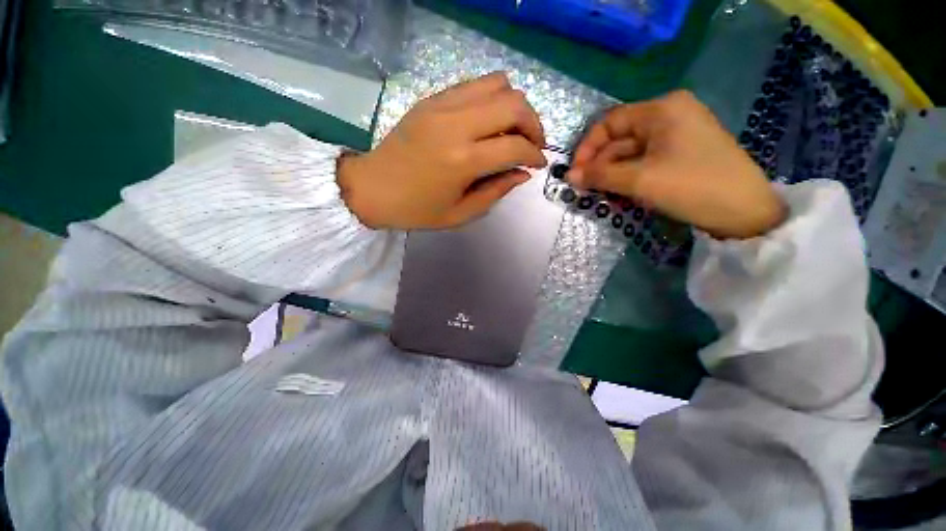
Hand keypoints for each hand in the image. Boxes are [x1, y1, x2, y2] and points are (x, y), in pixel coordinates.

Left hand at [338, 72, 546, 229]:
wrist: (372, 188)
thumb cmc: (417, 210)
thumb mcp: (461, 213)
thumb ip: (496, 191)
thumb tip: (523, 173)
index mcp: (463, 160)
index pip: (515, 145)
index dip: (535, 154)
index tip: (538, 163)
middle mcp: (456, 125)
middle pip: (513, 103)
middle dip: (533, 124)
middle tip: (531, 144)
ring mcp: (442, 105)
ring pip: (497, 84)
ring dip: (514, 106)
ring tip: (512, 129)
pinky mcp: (432, 99)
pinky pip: (474, 85)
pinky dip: (492, 99)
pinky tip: (488, 121)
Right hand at [569, 91, 786, 238]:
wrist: (744, 212)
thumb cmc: (691, 186)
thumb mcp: (639, 181)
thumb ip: (600, 176)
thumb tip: (568, 176)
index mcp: (662, 109)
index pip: (610, 122)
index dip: (588, 147)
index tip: (576, 173)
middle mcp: (669, 115)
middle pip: (620, 138)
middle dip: (601, 165)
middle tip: (586, 190)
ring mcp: (678, 134)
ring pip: (631, 153)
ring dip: (613, 175)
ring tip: (602, 196)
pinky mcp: (682, 153)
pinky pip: (645, 162)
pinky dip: (630, 177)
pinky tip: (621, 194)